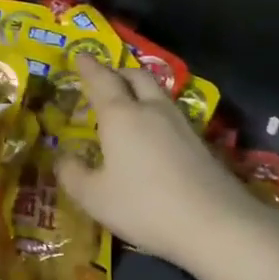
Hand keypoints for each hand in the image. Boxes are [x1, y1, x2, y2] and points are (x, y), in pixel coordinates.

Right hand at [56, 55, 262, 271]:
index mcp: (121, 116)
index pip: (101, 80)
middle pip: (135, 77)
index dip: (88, 67)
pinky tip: (153, 133)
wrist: (215, 223)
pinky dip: (155, 113)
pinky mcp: (201, 143)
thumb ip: (73, 174)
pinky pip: (171, 114)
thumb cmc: (144, 205)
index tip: (80, 56)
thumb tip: (63, 158)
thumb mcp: (94, 197)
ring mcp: (181, 124)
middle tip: (104, 79)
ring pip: (157, 93)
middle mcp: (151, 110)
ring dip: (139, 90)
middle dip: (117, 72)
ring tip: (127, 104)